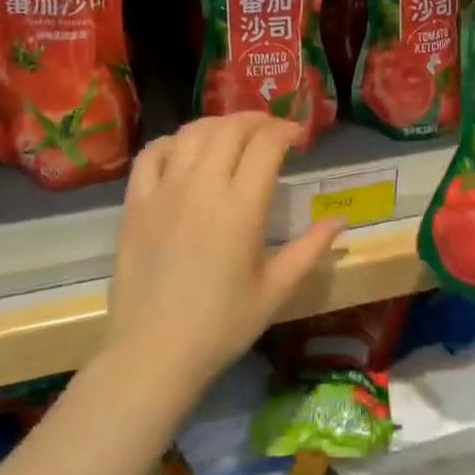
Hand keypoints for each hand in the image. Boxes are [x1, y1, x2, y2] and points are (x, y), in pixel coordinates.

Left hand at [104, 114, 343, 392]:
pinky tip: (185, 150)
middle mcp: (202, 188)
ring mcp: (163, 192)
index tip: (300, 136)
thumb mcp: (275, 291)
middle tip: (273, 131)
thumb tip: (340, 220)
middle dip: (257, 120)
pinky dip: (173, 141)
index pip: (266, 145)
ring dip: (219, 124)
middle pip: (230, 129)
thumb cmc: (221, 326)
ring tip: (234, 134)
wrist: (152, 354)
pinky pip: (151, 154)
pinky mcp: (135, 203)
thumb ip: (310, 249)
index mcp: (241, 208)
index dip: (287, 130)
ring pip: (192, 133)